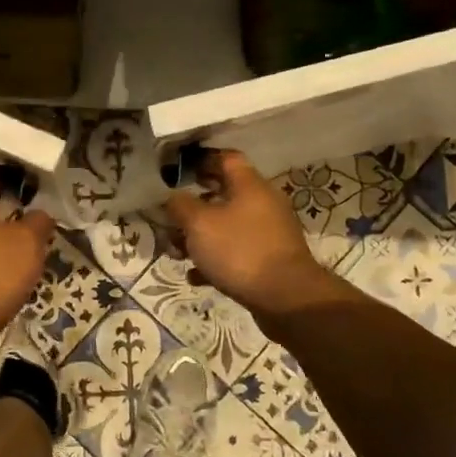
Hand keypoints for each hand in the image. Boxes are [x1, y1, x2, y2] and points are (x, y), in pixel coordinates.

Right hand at [163, 150, 339, 319]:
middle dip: (194, 206)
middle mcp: (263, 203)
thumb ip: (180, 205)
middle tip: (170, 216)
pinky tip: (196, 275)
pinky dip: (215, 260)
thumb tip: (172, 198)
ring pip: (227, 226)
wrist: (285, 298)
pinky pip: (236, 252)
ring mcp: (269, 233)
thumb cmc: (239, 251)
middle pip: (224, 194)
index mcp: (250, 185)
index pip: (226, 158)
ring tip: (177, 252)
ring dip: (201, 236)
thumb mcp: (199, 224)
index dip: (201, 160)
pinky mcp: (269, 260)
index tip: (177, 170)